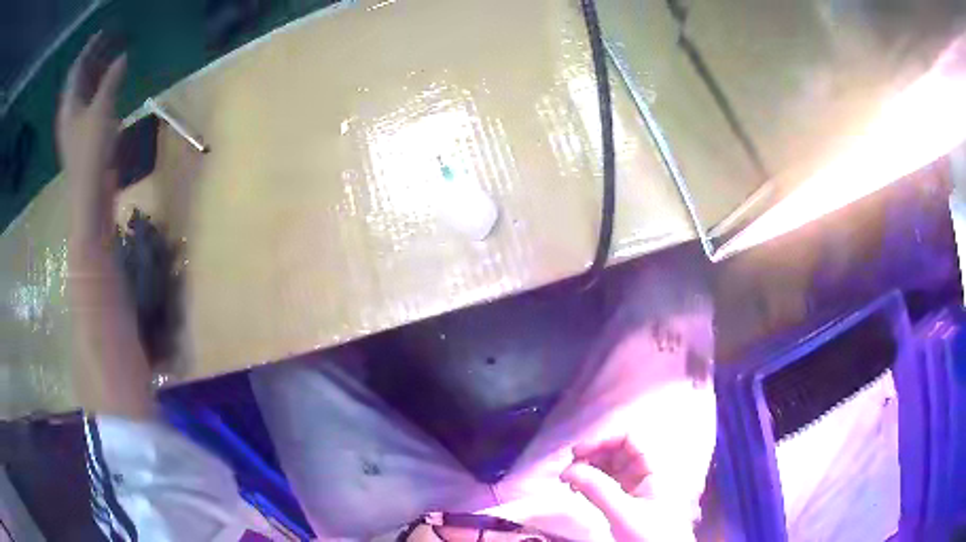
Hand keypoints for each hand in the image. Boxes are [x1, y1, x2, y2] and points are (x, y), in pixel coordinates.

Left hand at [56, 32, 126, 239]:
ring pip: (85, 93)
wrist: (90, 198)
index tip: (103, 33)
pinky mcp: (84, 139)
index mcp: (68, 106)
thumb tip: (122, 57)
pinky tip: (110, 89)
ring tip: (111, 60)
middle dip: (93, 60)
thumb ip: (111, 81)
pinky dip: (100, 92)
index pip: (76, 69)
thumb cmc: (91, 153)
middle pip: (79, 80)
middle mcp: (69, 115)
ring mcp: (75, 128)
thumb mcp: (102, 111)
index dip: (89, 49)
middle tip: (110, 43)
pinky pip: (90, 106)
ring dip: (97, 75)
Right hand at [560, 435, 695, 541]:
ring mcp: (638, 485)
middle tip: (568, 469)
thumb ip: (598, 490)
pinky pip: (608, 482)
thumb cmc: (650, 535)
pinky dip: (591, 483)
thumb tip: (568, 470)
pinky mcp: (629, 500)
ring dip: (588, 469)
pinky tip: (577, 489)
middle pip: (618, 450)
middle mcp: (647, 471)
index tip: (577, 453)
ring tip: (568, 481)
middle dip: (592, 455)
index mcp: (655, 467)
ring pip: (611, 466)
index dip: (603, 440)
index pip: (629, 438)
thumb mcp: (623, 513)